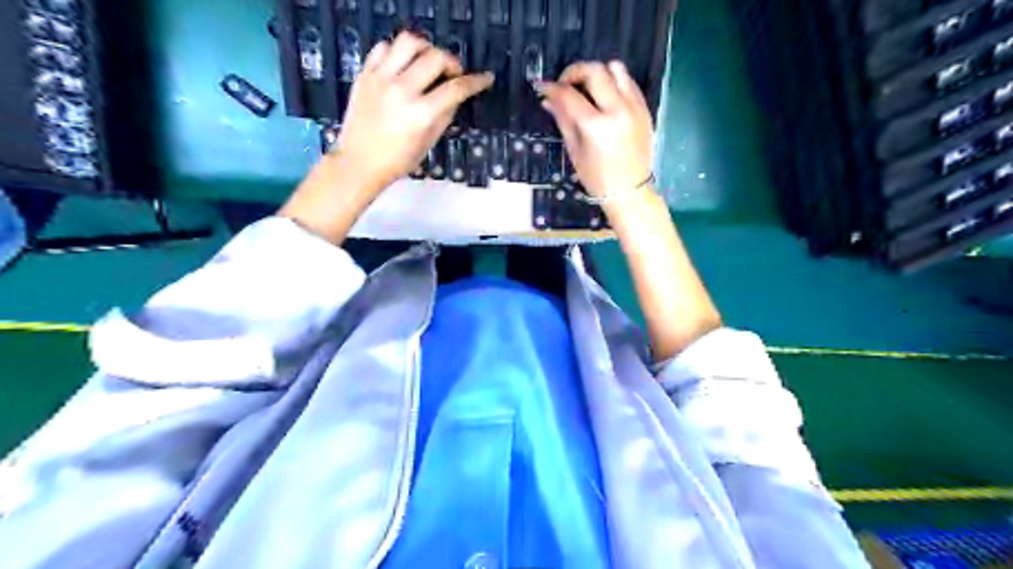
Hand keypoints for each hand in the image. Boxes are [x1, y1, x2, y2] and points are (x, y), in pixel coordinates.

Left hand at [335, 31, 493, 193]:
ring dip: (425, 48)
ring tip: (428, 62)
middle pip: (436, 58)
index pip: (456, 88)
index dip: (476, 81)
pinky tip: (403, 65)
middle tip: (453, 74)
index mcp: (421, 114)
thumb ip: (445, 115)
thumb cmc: (397, 160)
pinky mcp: (365, 74)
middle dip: (452, 62)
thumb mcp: (428, 141)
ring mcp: (381, 79)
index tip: (485, 78)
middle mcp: (402, 90)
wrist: (359, 162)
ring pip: (409, 41)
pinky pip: (384, 47)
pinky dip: (398, 52)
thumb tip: (456, 96)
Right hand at [537, 61, 657, 199]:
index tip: (543, 87)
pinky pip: (629, 82)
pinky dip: (614, 82)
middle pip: (595, 71)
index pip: (570, 95)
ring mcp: (634, 107)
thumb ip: (563, 119)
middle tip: (565, 85)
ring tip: (588, 88)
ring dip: (598, 73)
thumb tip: (549, 99)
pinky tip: (605, 97)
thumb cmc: (597, 178)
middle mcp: (617, 110)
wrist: (630, 191)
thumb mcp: (575, 150)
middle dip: (575, 72)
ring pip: (616, 69)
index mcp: (596, 126)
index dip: (553, 88)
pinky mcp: (644, 108)